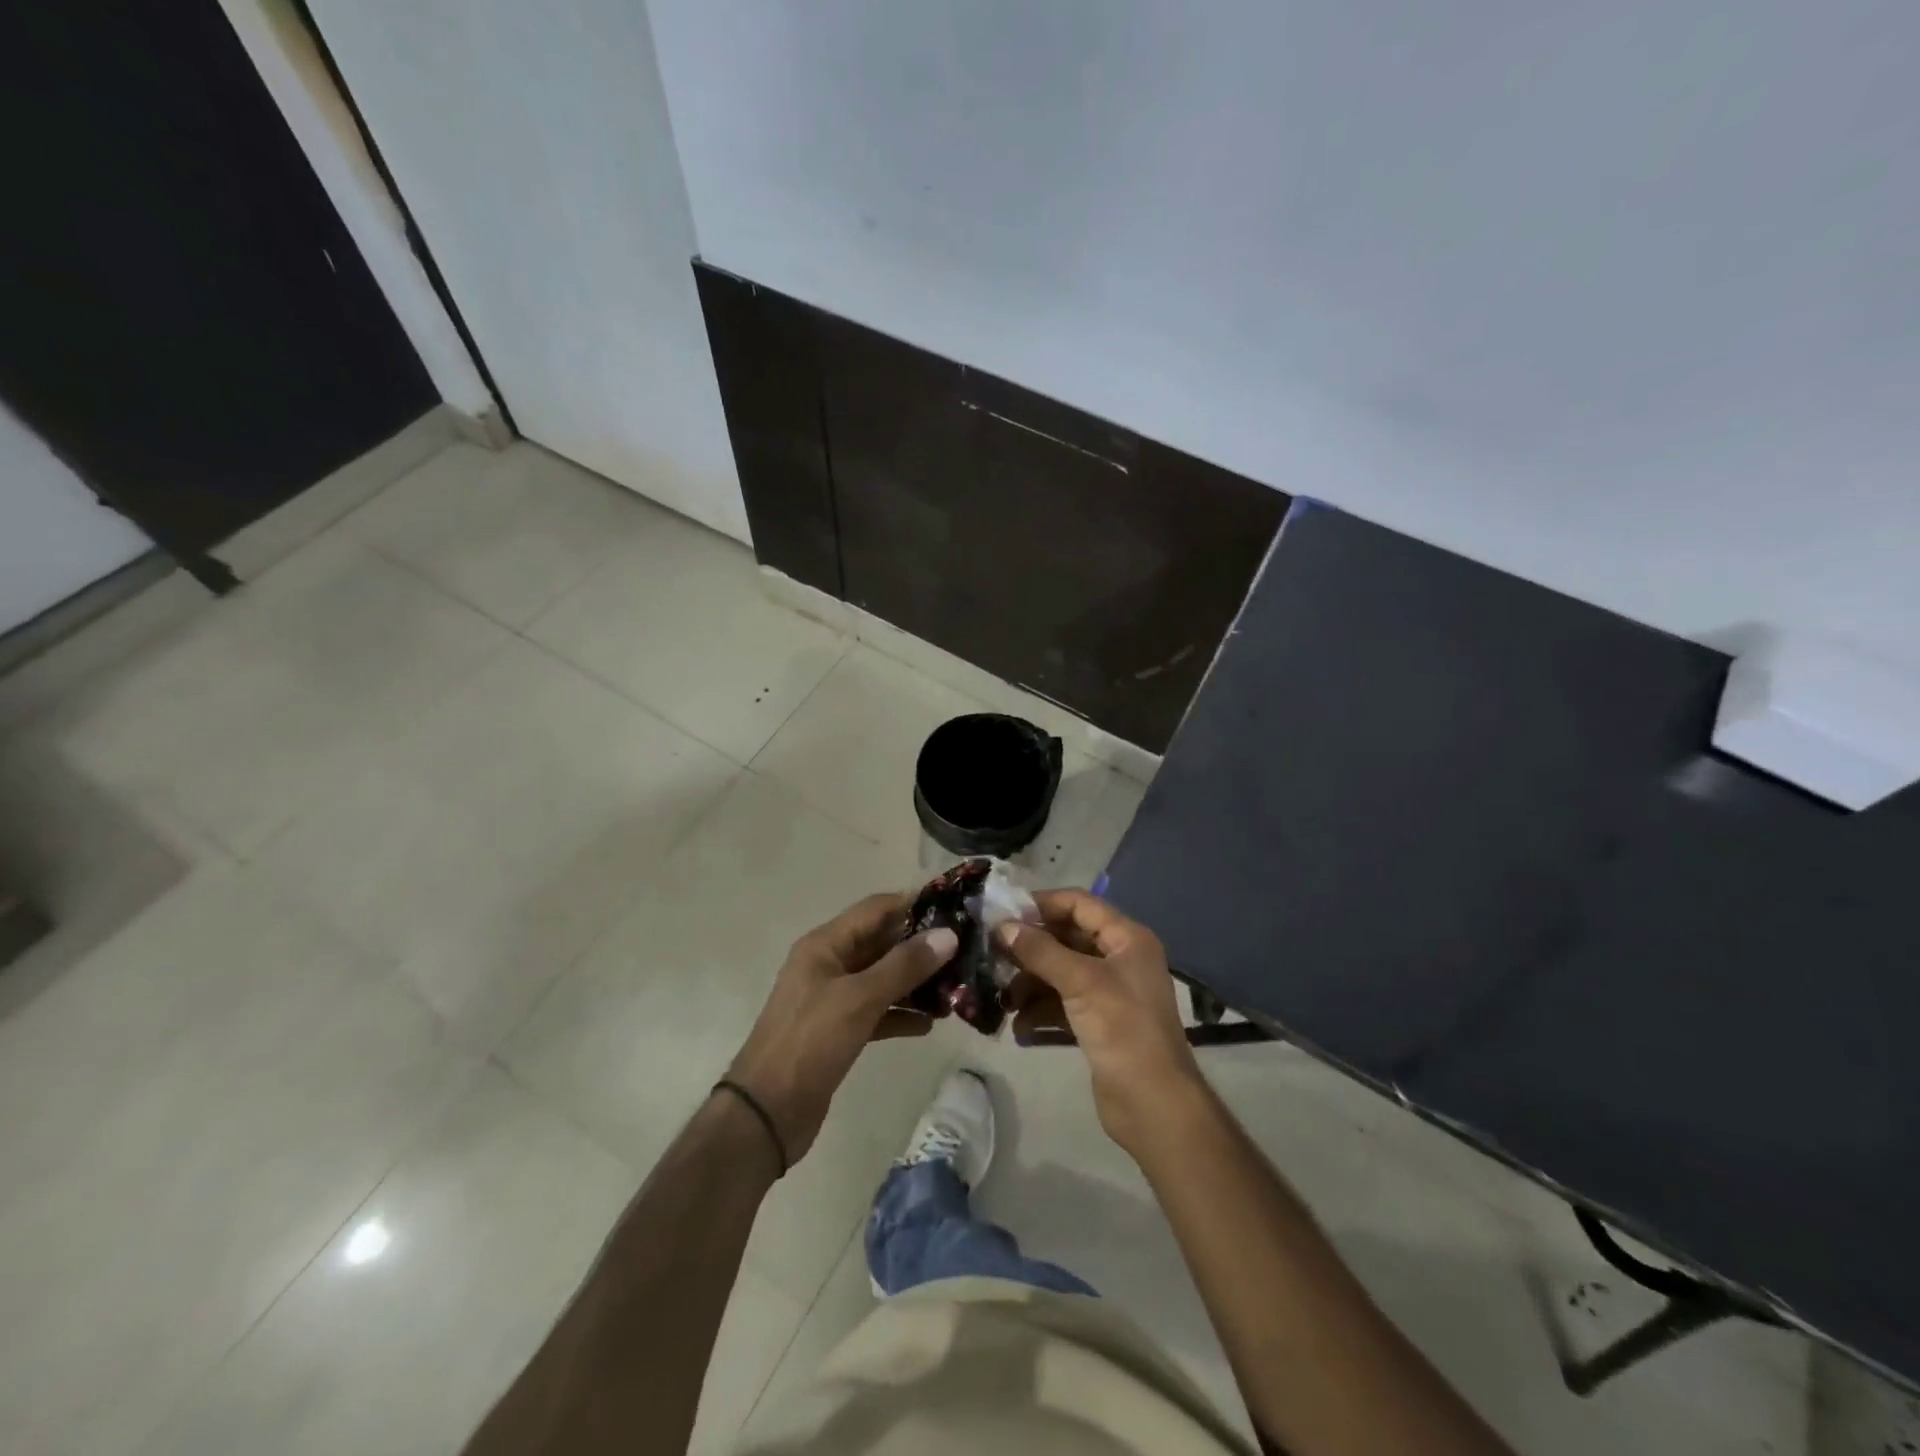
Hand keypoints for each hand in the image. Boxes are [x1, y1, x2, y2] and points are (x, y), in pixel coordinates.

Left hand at [727, 893, 956, 1163]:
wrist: (766, 1113)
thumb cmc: (810, 1042)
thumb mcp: (860, 998)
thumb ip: (904, 965)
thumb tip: (948, 935)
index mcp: (824, 945)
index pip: (875, 909)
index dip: (913, 904)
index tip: (955, 909)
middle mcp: (828, 964)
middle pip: (881, 943)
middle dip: (920, 946)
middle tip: (965, 951)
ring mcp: (833, 999)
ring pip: (882, 979)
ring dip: (915, 982)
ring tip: (956, 989)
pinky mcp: (839, 1031)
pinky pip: (877, 1012)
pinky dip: (901, 1014)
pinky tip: (930, 1024)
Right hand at [999, 889, 1206, 1157]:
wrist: (1154, 1105)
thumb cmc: (1123, 1030)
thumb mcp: (1081, 982)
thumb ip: (1040, 951)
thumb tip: (1002, 926)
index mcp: (1127, 938)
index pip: (1079, 904)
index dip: (1042, 904)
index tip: (1002, 912)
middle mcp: (1119, 959)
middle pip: (1066, 938)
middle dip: (1030, 947)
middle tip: (992, 953)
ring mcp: (1109, 992)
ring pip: (1060, 973)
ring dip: (1030, 982)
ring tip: (1002, 997)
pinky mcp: (1098, 1023)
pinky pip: (1062, 1004)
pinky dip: (1040, 1010)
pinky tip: (1019, 1026)